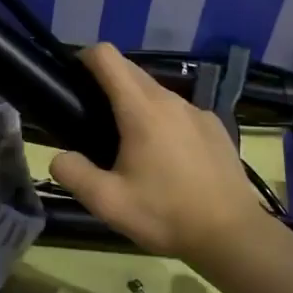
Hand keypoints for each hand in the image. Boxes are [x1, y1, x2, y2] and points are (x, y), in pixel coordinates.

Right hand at [49, 43, 266, 259]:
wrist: (233, 235)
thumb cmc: (166, 214)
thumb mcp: (108, 203)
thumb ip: (74, 174)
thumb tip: (59, 157)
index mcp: (141, 109)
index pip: (107, 56)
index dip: (84, 58)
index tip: (73, 79)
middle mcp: (170, 99)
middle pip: (130, 70)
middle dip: (107, 82)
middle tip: (92, 119)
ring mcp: (197, 111)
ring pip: (156, 92)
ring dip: (136, 104)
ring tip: (129, 145)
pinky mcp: (215, 127)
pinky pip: (179, 112)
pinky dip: (164, 122)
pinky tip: (167, 160)